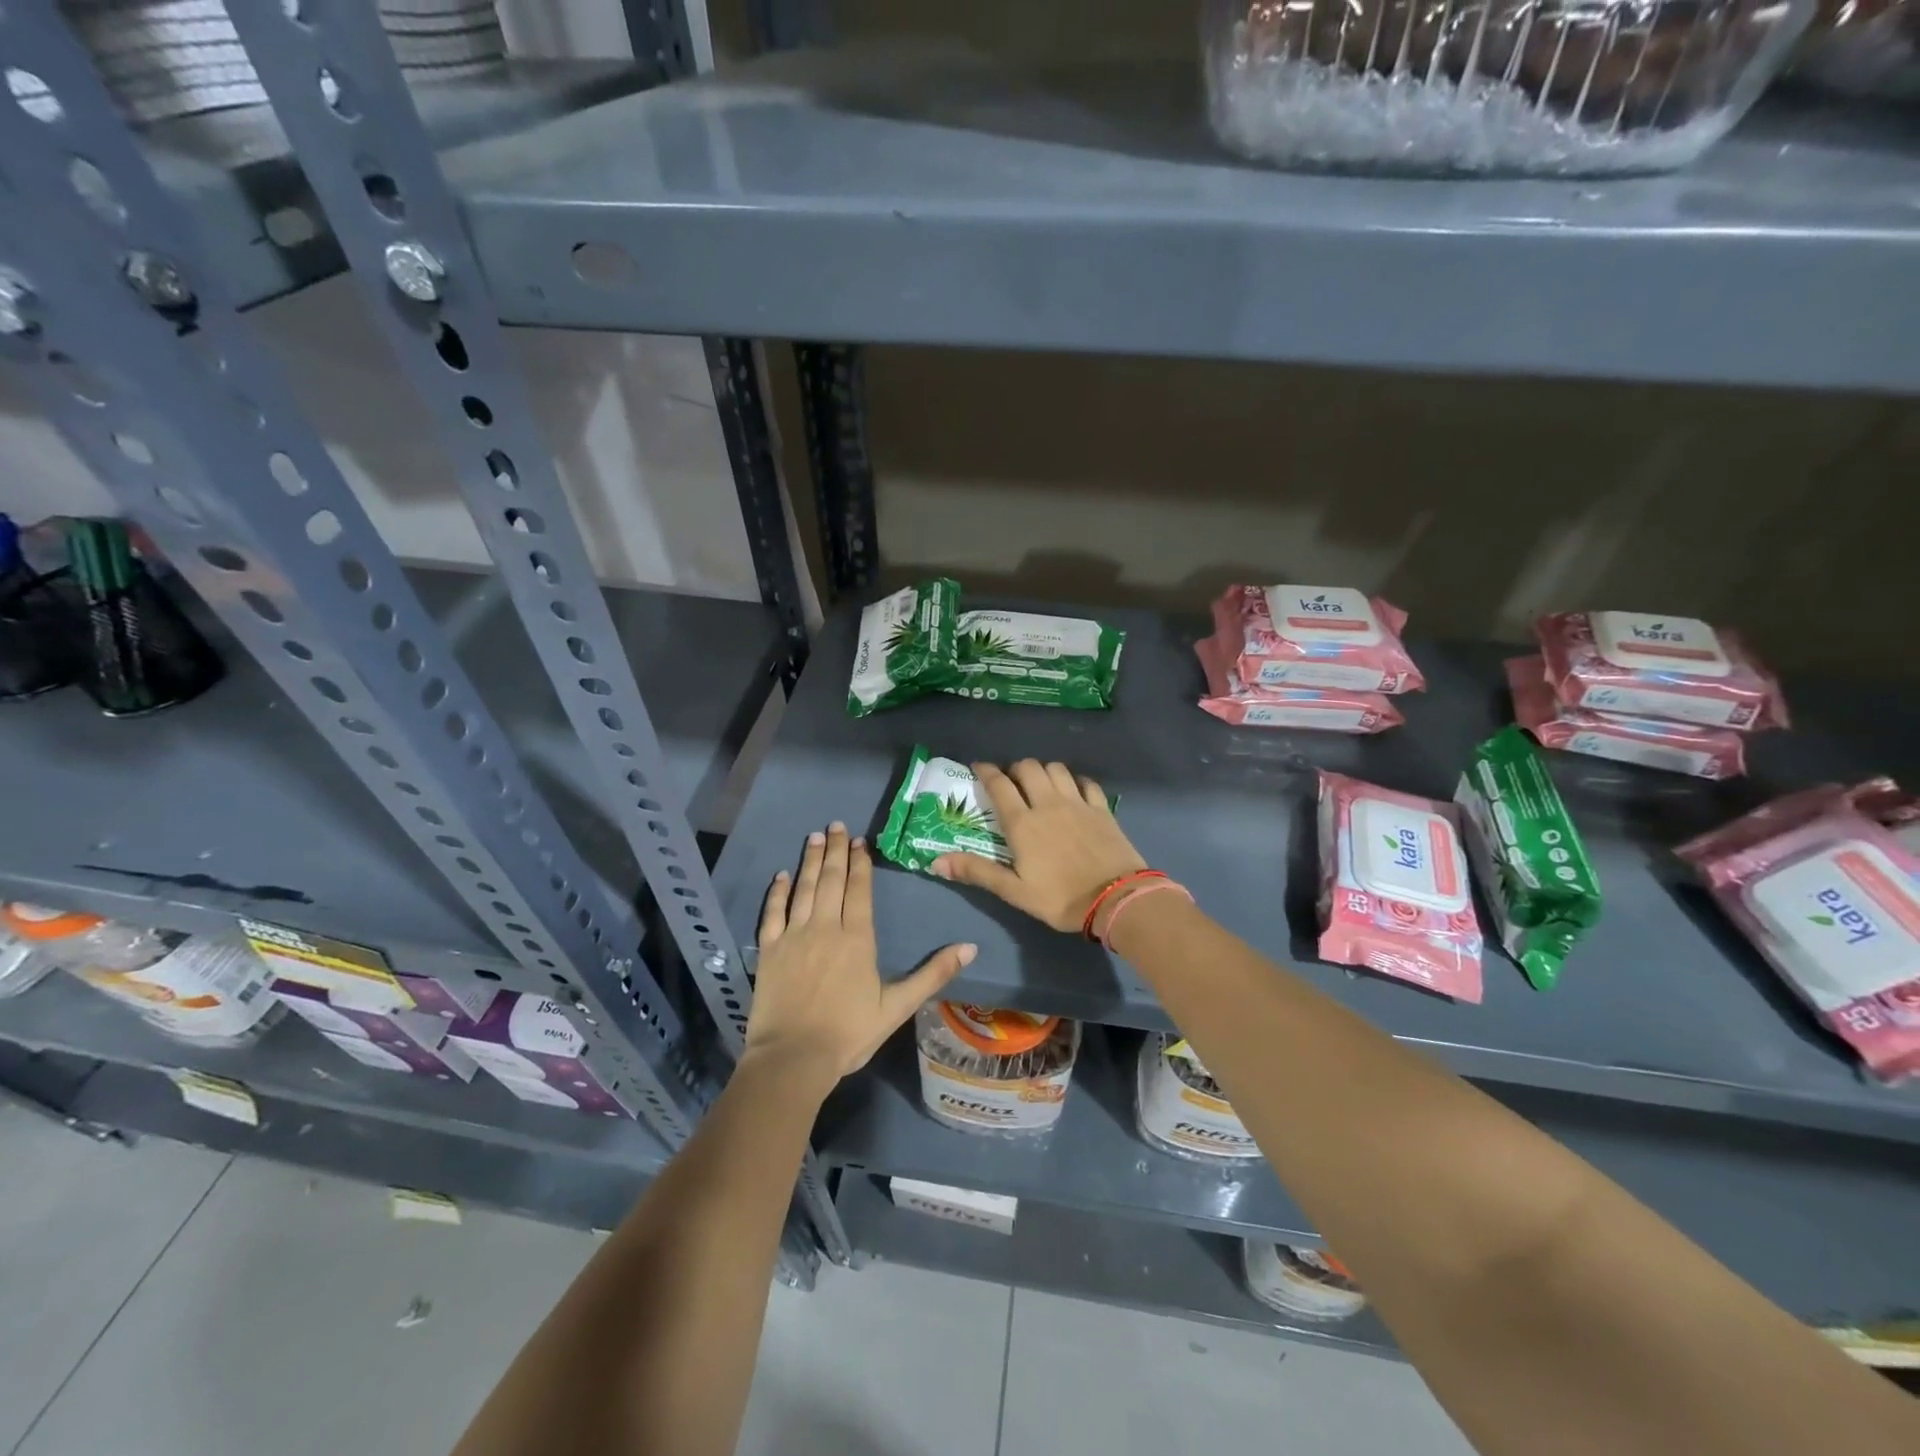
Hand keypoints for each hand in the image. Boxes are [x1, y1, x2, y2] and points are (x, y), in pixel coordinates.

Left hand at [744, 823, 975, 1089]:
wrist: (793, 1059)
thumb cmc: (849, 1033)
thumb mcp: (897, 1006)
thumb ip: (932, 974)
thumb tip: (969, 947)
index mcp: (858, 938)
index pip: (859, 889)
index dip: (860, 863)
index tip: (860, 841)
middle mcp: (825, 927)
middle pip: (832, 880)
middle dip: (836, 850)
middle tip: (836, 825)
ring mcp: (794, 935)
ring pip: (804, 888)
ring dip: (811, 861)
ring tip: (815, 837)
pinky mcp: (769, 949)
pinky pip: (772, 912)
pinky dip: (778, 891)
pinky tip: (782, 875)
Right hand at [932, 760, 1146, 933]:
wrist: (1116, 899)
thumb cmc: (1060, 898)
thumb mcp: (1014, 891)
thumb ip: (977, 872)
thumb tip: (936, 862)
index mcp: (1023, 822)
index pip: (999, 784)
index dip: (986, 771)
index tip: (979, 767)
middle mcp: (1048, 803)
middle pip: (1028, 767)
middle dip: (1015, 768)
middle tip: (1010, 781)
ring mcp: (1078, 803)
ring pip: (1057, 769)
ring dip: (1044, 771)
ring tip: (1040, 784)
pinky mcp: (1102, 808)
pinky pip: (1086, 782)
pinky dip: (1076, 781)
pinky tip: (1074, 791)